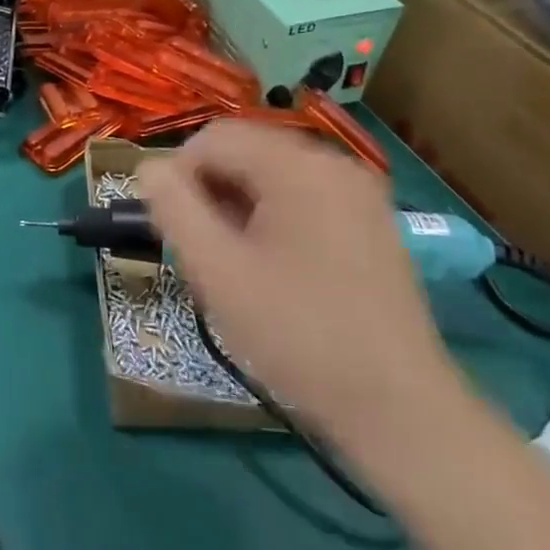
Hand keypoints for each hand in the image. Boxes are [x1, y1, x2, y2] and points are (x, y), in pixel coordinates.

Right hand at [138, 120, 462, 457]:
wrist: (400, 411)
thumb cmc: (298, 335)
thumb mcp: (217, 271)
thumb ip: (173, 208)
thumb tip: (149, 169)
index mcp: (297, 166)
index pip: (213, 138)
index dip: (179, 175)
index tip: (174, 229)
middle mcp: (334, 163)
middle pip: (245, 152)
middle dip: (211, 192)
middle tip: (203, 250)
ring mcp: (359, 193)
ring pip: (272, 175)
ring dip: (239, 206)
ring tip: (234, 263)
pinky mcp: (372, 223)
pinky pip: (303, 197)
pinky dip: (273, 217)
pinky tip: (273, 267)